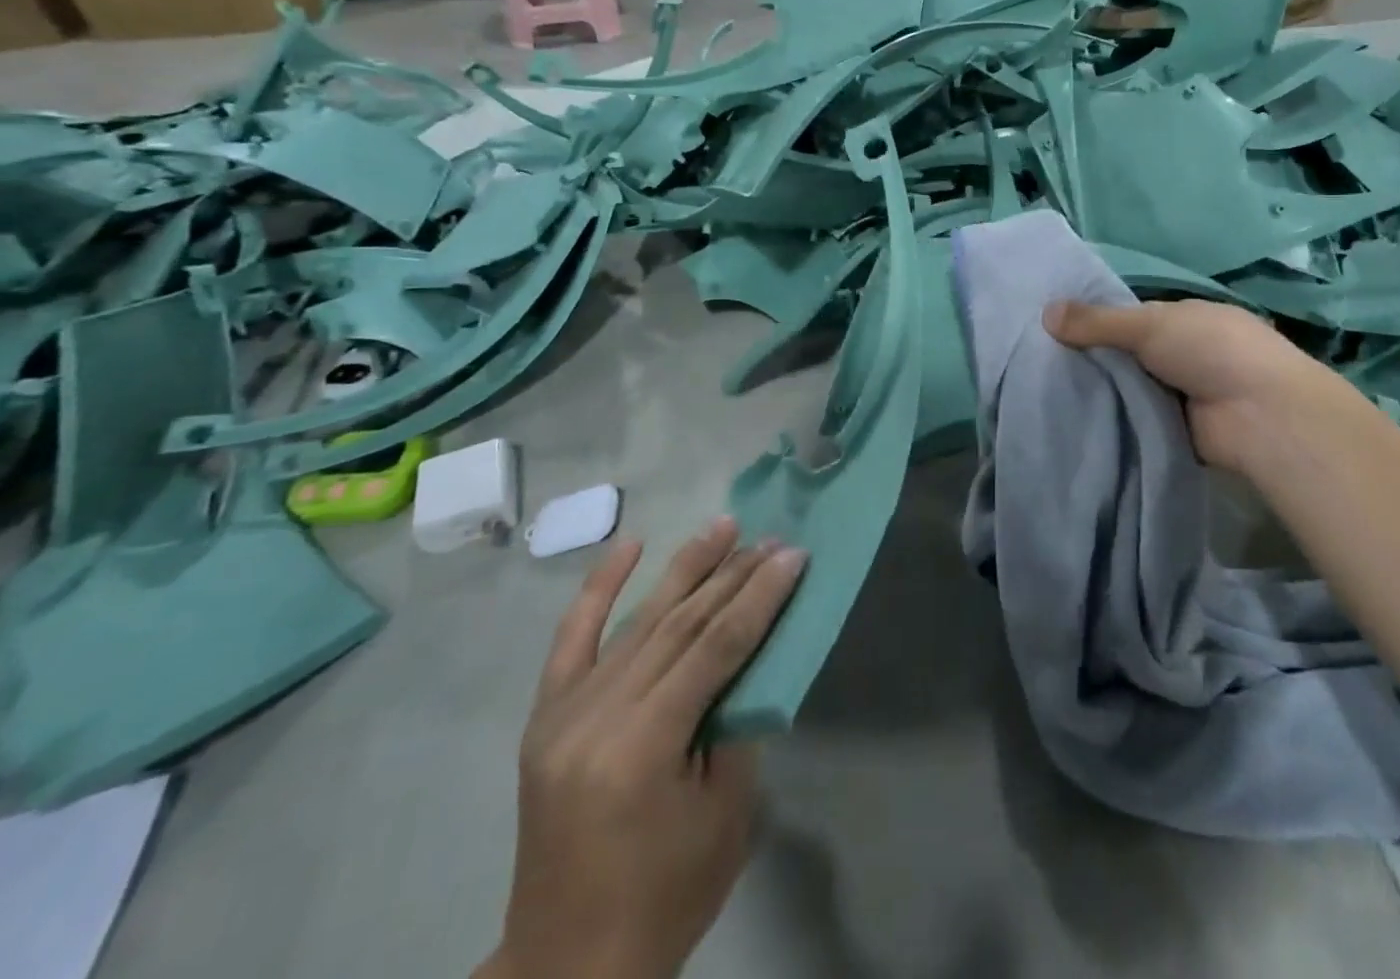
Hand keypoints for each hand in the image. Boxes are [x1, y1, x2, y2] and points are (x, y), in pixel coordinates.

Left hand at [479, 521, 806, 978]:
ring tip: (723, 525)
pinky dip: (600, 587)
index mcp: (642, 747)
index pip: (716, 647)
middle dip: (733, 576)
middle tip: (771, 538)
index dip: (761, 597)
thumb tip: (749, 654)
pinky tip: (630, 546)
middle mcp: (597, 716)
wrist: (566, 968)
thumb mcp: (726, 814)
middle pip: (680, 624)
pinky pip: (572, 638)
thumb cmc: (664, 897)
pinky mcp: (545, 717)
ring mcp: (563, 713)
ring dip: (686, 568)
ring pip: (639, 620)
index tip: (794, 555)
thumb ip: (736, 722)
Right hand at [1043, 299, 1349, 477]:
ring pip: (1131, 389)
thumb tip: (1045, 312)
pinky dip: (1115, 421)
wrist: (1259, 415)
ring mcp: (1184, 394)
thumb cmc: (1209, 351)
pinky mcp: (1179, 430)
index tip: (1053, 332)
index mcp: (1186, 319)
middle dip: (1095, 361)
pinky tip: (1077, 423)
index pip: (1132, 318)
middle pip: (1129, 355)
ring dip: (1104, 393)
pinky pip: (1137, 420)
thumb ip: (1098, 322)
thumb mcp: (1149, 325)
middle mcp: (1185, 353)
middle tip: (1041, 366)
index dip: (1096, 323)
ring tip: (1048, 395)